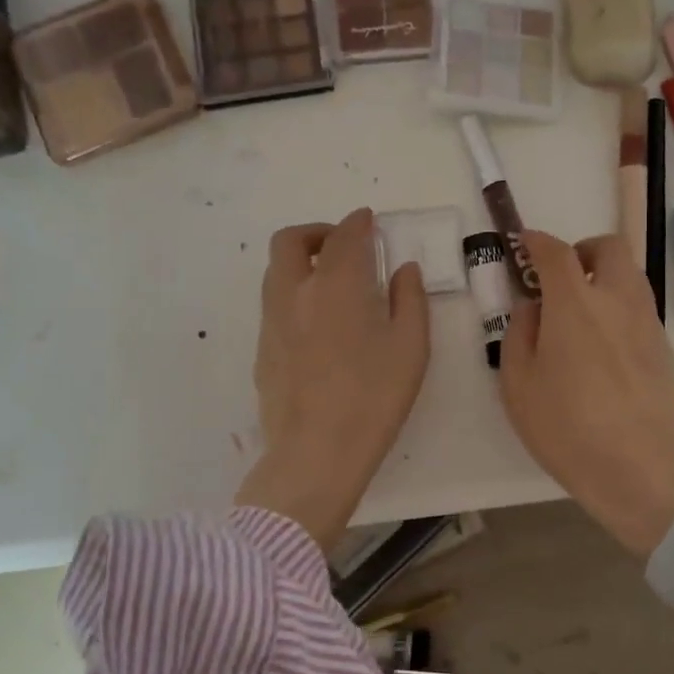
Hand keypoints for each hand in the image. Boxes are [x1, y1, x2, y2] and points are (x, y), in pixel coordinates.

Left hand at [235, 209, 430, 550]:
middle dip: (317, 232)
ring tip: (331, 282)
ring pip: (276, 271)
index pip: (343, 235)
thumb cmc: (374, 397)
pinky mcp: (262, 349)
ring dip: (301, 262)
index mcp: (336, 284)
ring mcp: (272, 321)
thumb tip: (403, 269)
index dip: (357, 222)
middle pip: (291, 241)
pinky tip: (318, 324)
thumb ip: (410, 298)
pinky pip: (274, 304)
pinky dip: (294, 294)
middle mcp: (295, 292)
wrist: (316, 453)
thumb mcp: (411, 346)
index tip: (368, 221)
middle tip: (342, 245)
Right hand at [499, 230, 673, 559]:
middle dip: (582, 251)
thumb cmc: (569, 429)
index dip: (536, 241)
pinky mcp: (665, 349)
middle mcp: (617, 301)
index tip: (524, 243)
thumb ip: (519, 333)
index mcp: (575, 303)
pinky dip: (619, 309)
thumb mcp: (518, 385)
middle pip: (609, 248)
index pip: (556, 252)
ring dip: (604, 279)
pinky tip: (603, 348)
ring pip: (631, 276)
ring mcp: (647, 323)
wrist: (644, 472)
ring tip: (581, 315)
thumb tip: (532, 306)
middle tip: (562, 279)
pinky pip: (640, 309)